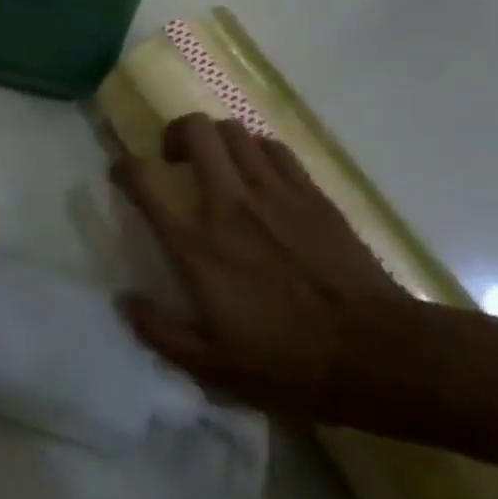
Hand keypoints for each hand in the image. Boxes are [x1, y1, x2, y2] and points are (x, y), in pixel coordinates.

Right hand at [112, 114, 405, 420]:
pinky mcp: (309, 191)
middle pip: (193, 130)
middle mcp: (227, 203)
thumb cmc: (289, 363)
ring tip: (218, 164)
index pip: (144, 182)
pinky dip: (256, 150)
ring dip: (216, 139)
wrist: (375, 353)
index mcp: (196, 244)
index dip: (124, 168)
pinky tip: (260, 174)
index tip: (122, 174)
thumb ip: (162, 333)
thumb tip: (124, 302)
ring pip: (232, 130)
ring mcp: (271, 191)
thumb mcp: (215, 368)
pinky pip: (272, 147)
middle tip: (175, 159)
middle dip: (175, 134)